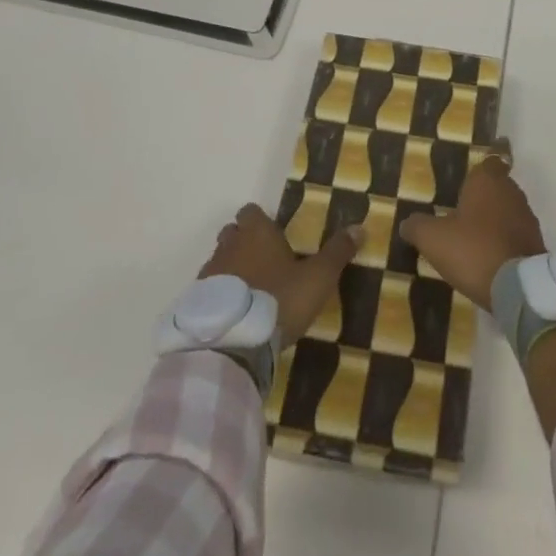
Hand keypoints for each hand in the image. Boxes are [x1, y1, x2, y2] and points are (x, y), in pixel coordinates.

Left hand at [199, 203, 361, 347]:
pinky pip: (208, 290)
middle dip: (244, 242)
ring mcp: (209, 273)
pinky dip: (218, 297)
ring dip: (230, 270)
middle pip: (232, 233)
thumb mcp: (318, 278)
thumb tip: (359, 226)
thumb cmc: (278, 300)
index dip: (260, 221)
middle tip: (264, 263)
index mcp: (257, 233)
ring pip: (219, 261)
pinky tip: (233, 315)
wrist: (233, 343)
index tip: (274, 236)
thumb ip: (337, 252)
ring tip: (249, 293)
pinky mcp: (196, 303)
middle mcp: (230, 245)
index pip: (251, 211)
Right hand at [398, 139, 545, 309]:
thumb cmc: (473, 250)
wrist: (518, 287)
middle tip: (463, 212)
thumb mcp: (433, 239)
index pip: (489, 161)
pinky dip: (505, 240)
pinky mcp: (536, 242)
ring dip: (495, 220)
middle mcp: (511, 191)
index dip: (478, 170)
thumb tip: (406, 223)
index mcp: (487, 180)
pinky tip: (491, 258)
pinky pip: (516, 234)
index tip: (467, 181)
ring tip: (475, 238)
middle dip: (483, 197)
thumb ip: (417, 226)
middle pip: (498, 186)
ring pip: (508, 210)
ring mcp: (527, 217)